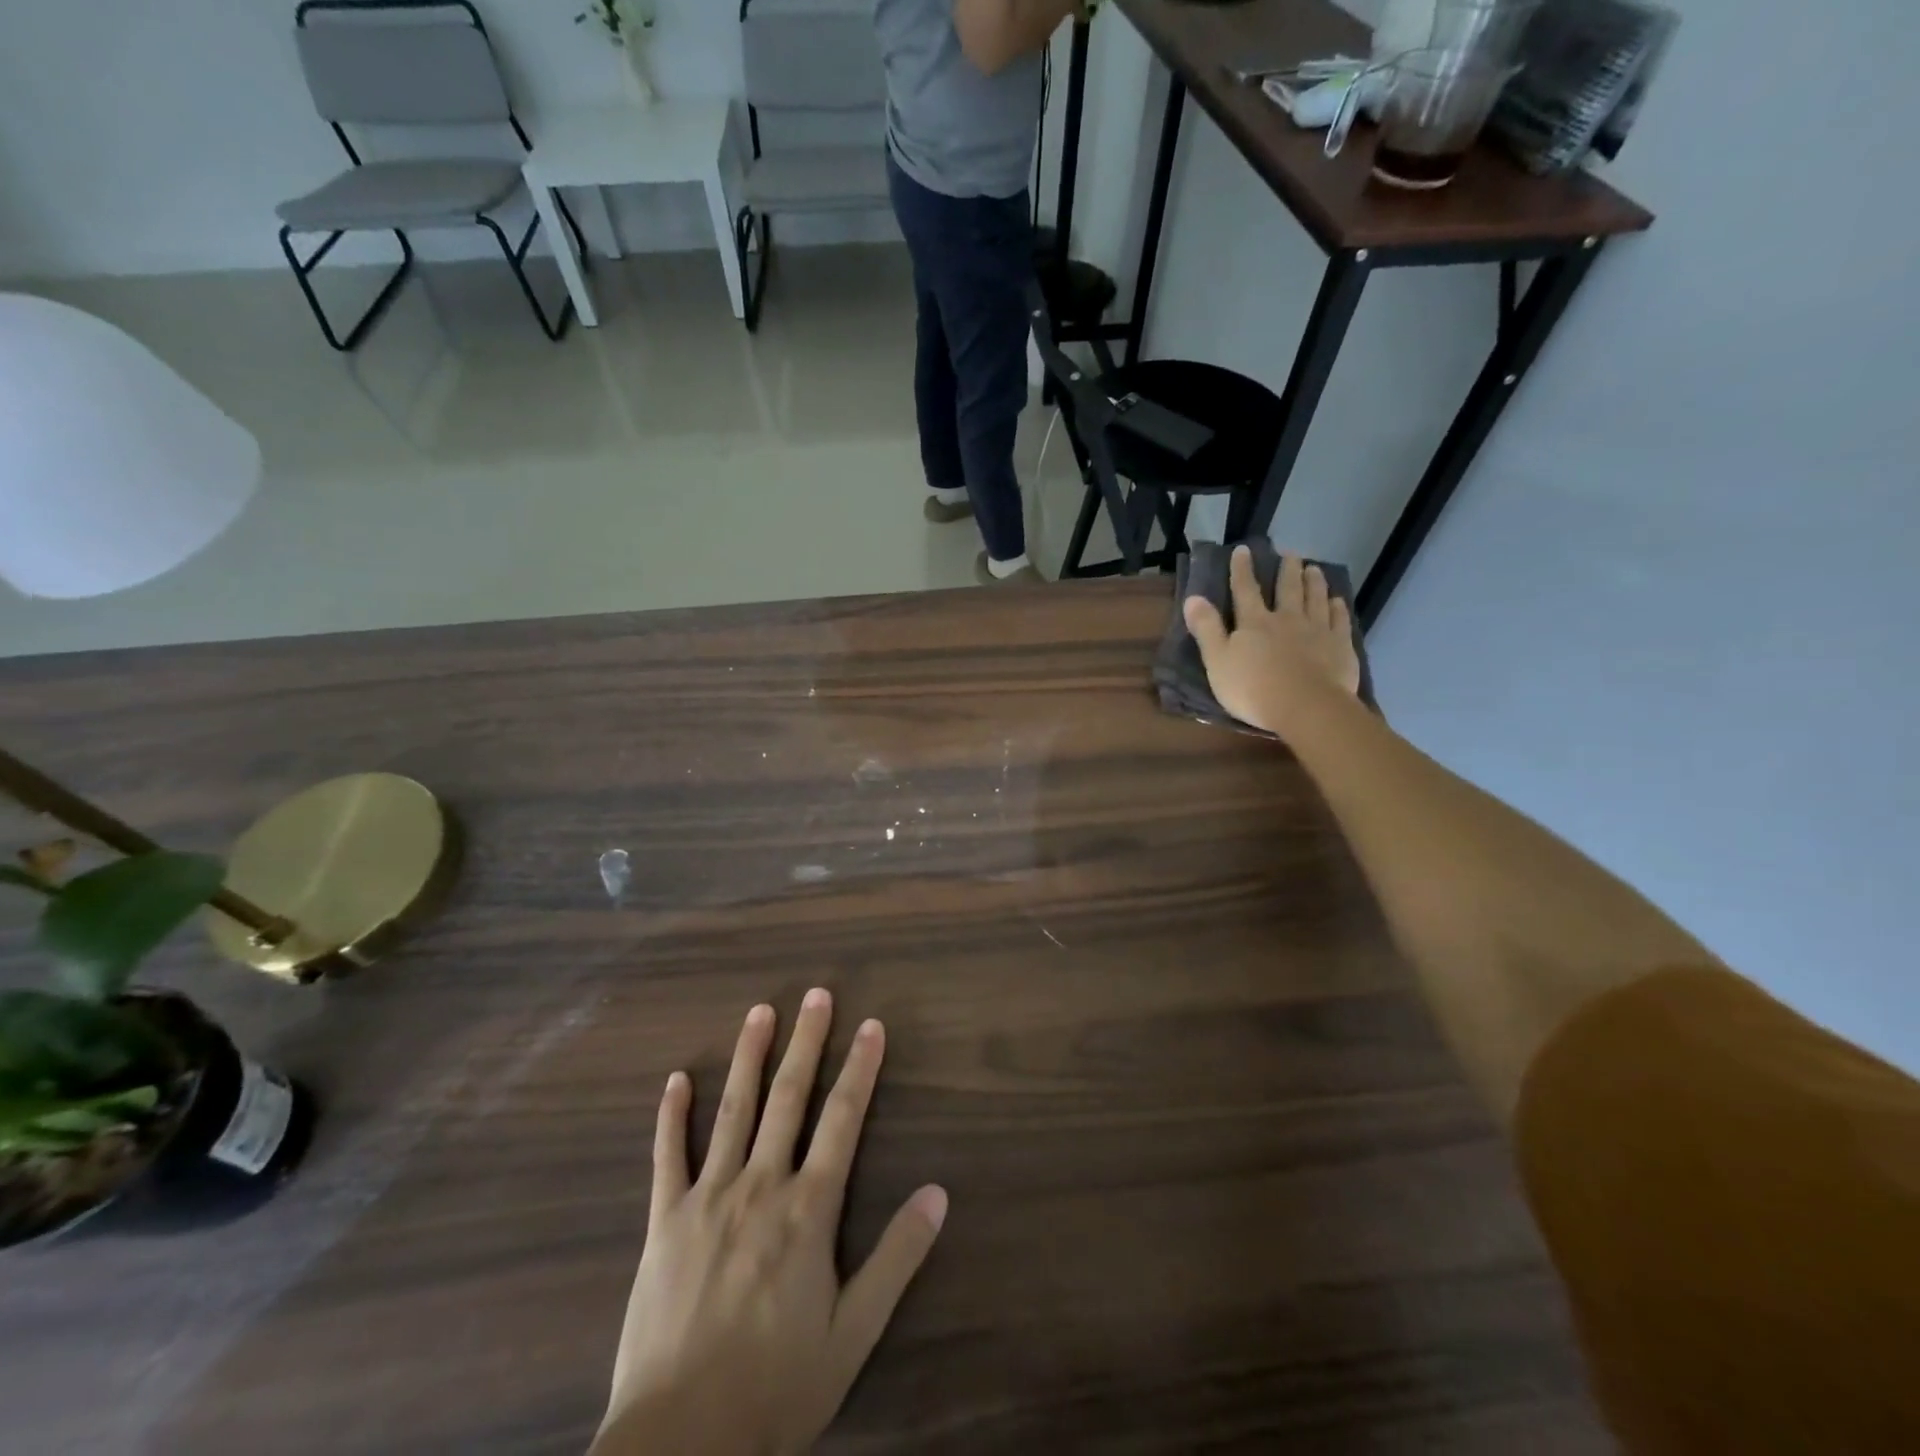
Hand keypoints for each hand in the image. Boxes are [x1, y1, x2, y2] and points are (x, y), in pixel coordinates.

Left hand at [592, 991, 946, 1455]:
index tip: (871, 1026)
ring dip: (749, 1056)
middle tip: (817, 994)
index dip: (860, 1069)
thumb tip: (938, 1192)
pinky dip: (671, 1115)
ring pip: (733, 1110)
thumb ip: (897, 1258)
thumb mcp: (854, 1333)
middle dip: (806, 1042)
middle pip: (788, 1098)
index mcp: (807, 1209)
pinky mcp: (663, 1221)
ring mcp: (707, 1198)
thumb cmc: (777, 1387)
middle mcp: (760, 1186)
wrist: (680, 1444)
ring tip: (760, 1011)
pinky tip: (677, 1078)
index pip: (843, 1120)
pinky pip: (666, 1156)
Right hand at [1183, 548, 1361, 737]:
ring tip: (1314, 569)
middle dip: (1287, 570)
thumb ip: (1206, 629)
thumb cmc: (1253, 688)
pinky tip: (1338, 601)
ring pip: (1315, 599)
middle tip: (1290, 553)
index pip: (1245, 590)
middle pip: (1287, 589)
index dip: (1242, 570)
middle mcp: (1287, 619)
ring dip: (1314, 582)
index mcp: (1254, 623)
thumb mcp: (1217, 661)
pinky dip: (1338, 608)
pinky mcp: (1340, 647)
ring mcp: (1317, 631)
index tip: (1243, 550)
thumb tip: (1193, 597)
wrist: (1305, 707)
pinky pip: (1339, 621)